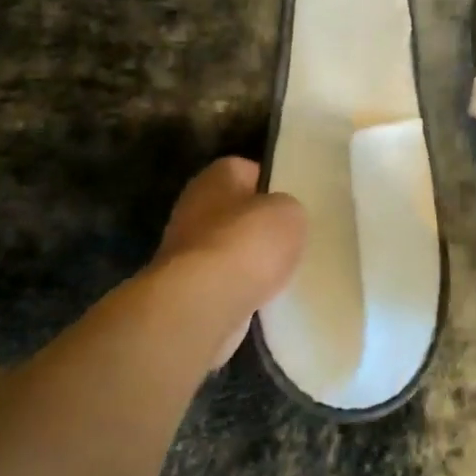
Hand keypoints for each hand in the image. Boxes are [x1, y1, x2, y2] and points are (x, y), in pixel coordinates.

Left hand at [142, 157, 305, 367]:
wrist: (202, 304)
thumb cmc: (248, 242)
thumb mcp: (290, 213)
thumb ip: (287, 209)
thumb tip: (279, 218)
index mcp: (218, 175)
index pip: (249, 171)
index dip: (273, 186)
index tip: (292, 204)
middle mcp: (193, 205)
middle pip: (235, 211)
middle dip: (258, 226)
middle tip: (289, 239)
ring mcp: (184, 248)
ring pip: (228, 248)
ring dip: (248, 260)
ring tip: (279, 272)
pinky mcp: (183, 287)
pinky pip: (221, 281)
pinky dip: (238, 288)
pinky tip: (259, 296)